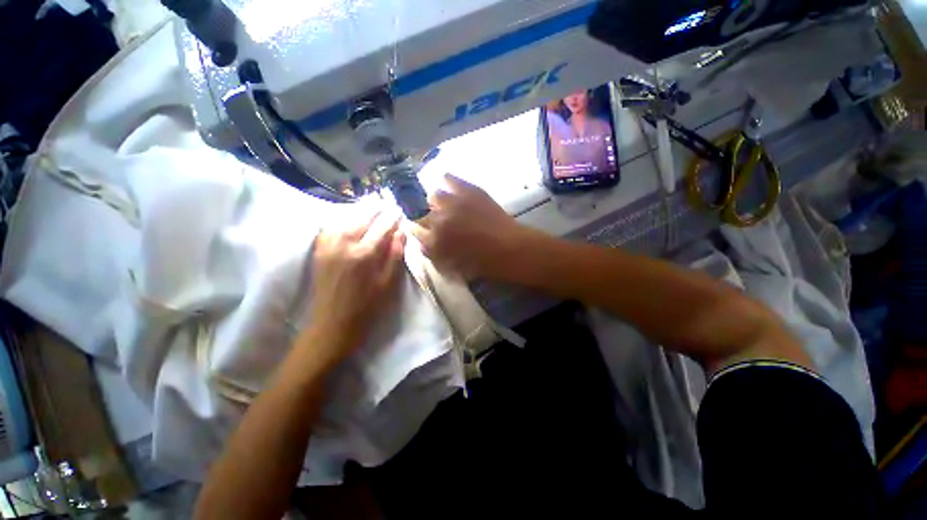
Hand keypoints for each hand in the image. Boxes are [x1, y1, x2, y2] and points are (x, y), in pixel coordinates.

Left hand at [303, 210, 405, 367]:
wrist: (332, 325)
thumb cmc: (367, 308)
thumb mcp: (388, 284)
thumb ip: (395, 255)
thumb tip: (401, 232)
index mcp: (364, 255)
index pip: (381, 227)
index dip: (391, 217)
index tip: (399, 209)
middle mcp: (343, 245)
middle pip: (362, 218)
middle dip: (375, 208)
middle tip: (386, 202)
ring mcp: (328, 247)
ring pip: (344, 219)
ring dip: (358, 210)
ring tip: (370, 205)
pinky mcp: (319, 252)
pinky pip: (329, 227)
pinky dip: (340, 218)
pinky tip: (348, 217)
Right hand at [411, 174, 533, 279]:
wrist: (509, 249)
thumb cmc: (483, 264)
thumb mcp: (453, 266)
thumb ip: (434, 254)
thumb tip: (424, 243)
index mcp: (433, 241)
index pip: (414, 230)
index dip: (419, 229)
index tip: (424, 229)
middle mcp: (437, 220)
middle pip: (420, 211)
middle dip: (427, 216)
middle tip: (438, 219)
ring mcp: (452, 203)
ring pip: (433, 195)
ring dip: (437, 201)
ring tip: (446, 204)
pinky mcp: (467, 190)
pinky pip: (448, 178)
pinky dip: (447, 182)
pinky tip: (451, 187)